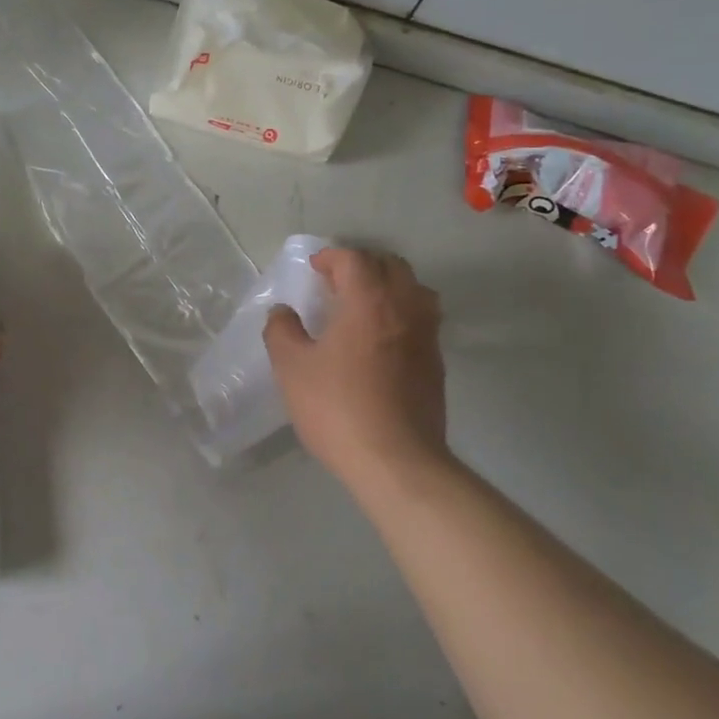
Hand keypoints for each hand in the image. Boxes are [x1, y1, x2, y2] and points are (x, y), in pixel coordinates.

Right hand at [264, 247, 452, 489]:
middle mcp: (405, 308)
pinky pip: (423, 320)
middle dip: (364, 265)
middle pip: (392, 266)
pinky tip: (382, 339)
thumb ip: (282, 331)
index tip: (314, 269)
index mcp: (369, 301)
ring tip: (365, 305)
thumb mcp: (292, 368)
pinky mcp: (436, 364)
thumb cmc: (338, 408)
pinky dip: (403, 314)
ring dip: (390, 287)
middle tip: (338, 282)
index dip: (332, 257)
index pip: (355, 259)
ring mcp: (427, 336)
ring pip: (416, 290)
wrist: (396, 461)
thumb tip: (282, 312)